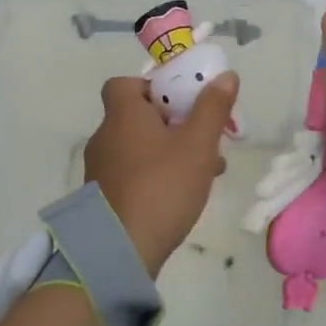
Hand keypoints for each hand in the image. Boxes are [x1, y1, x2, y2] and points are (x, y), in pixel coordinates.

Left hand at [85, 72, 238, 275]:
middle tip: (203, 136)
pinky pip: (132, 172)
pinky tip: (182, 193)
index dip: (153, 86)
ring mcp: (100, 169)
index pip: (124, 84)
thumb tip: (225, 75)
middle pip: (138, 116)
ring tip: (206, 168)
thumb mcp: (197, 145)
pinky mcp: (102, 197)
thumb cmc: (162, 187)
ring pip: (139, 146)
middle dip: (173, 122)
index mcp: (123, 115)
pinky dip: (155, 174)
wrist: (119, 250)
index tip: (181, 100)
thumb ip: (212, 108)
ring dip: (169, 150)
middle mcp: (105, 136)